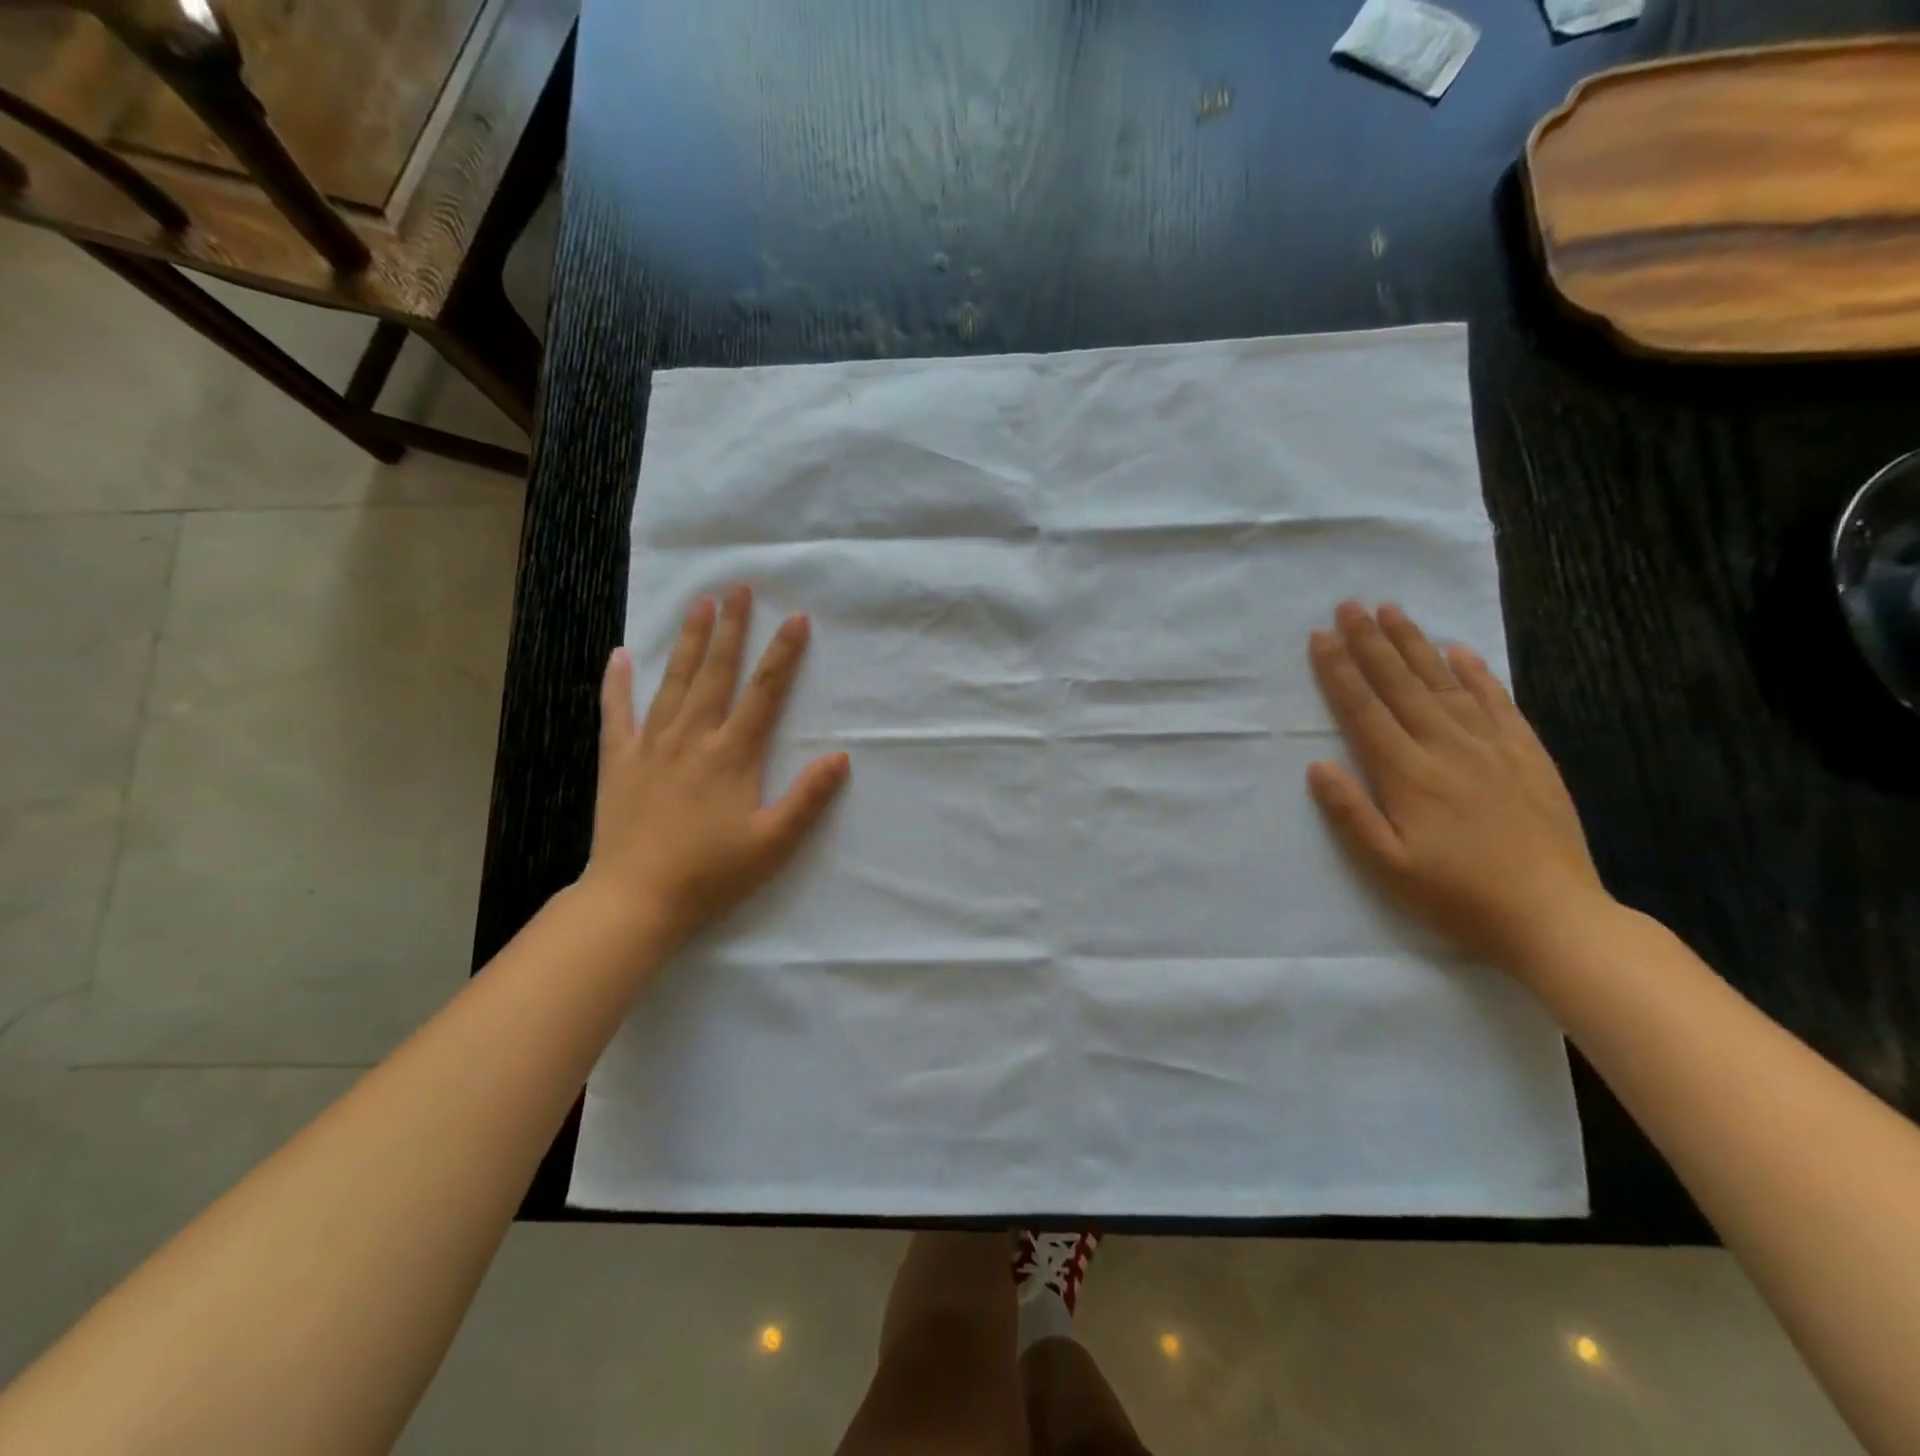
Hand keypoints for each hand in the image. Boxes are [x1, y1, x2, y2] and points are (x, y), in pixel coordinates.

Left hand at [580, 585, 849, 951]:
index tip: (796, 618)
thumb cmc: (711, 873)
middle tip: (738, 588)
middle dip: (731, 628)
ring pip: (673, 682)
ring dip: (687, 641)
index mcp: (732, 754)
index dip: (783, 654)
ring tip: (697, 604)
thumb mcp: (773, 843)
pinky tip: (619, 655)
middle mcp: (693, 738)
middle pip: (716, 672)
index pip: (765, 693)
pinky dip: (617, 683)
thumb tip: (840, 756)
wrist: (636, 899)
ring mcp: (651, 746)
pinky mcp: (618, 762)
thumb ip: (808, 798)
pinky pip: (616, 713)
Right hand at [1306, 601, 1612, 973]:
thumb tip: (1317, 765)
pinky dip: (1477, 672)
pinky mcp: (1526, 755)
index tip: (1320, 636)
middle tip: (1350, 605)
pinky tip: (1460, 651)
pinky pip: (1497, 701)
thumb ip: (1349, 813)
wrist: (1553, 915)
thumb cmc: (1456, 895)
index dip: (1339, 671)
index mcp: (1408, 773)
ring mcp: (1491, 747)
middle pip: (1401, 684)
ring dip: (1415, 644)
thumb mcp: (1387, 866)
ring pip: (1445, 682)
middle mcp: (1447, 747)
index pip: (1363, 710)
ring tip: (1393, 611)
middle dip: (1371, 642)